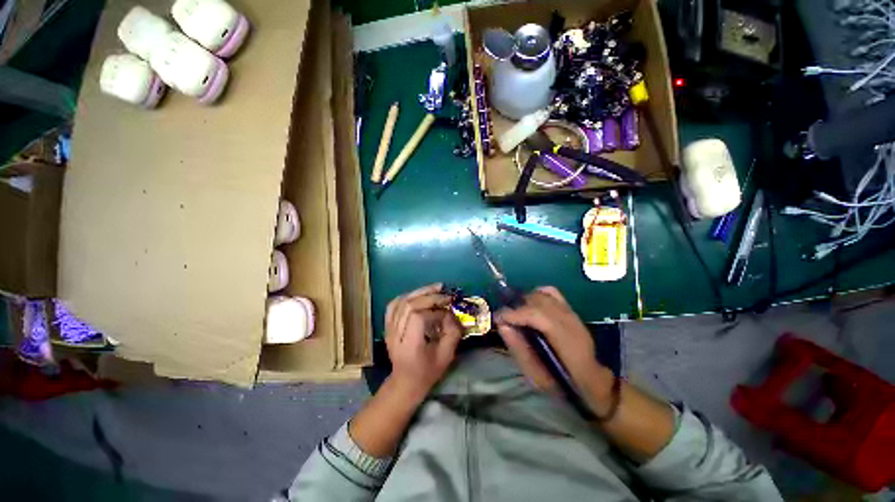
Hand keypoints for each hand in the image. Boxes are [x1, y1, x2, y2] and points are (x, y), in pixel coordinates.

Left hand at [385, 283, 462, 400]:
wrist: (405, 382)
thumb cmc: (427, 372)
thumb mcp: (446, 356)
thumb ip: (452, 333)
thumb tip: (452, 313)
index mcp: (409, 346)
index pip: (418, 317)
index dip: (434, 311)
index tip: (447, 314)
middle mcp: (395, 335)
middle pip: (409, 306)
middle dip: (429, 297)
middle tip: (445, 295)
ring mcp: (389, 329)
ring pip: (401, 302)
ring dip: (420, 292)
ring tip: (436, 288)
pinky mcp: (387, 326)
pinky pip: (393, 305)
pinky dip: (406, 296)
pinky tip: (418, 295)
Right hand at [496, 287, 613, 412]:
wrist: (592, 381)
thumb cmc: (563, 385)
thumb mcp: (536, 376)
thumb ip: (519, 349)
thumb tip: (502, 325)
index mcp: (566, 341)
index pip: (537, 315)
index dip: (514, 313)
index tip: (497, 318)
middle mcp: (571, 321)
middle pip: (538, 301)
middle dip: (516, 306)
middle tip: (504, 318)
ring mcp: (572, 313)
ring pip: (543, 294)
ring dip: (525, 300)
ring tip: (517, 313)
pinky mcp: (571, 310)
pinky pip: (551, 292)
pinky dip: (537, 294)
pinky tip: (530, 305)